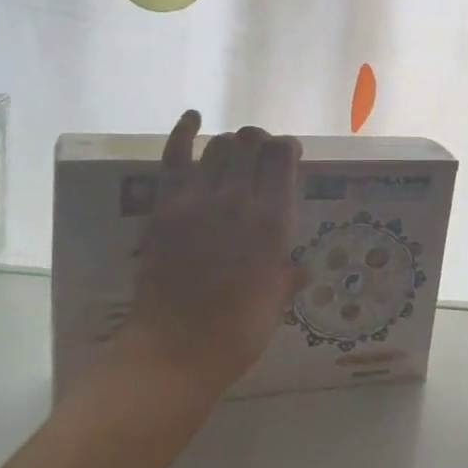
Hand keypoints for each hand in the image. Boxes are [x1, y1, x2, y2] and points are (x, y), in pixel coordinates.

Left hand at [118, 112, 306, 399]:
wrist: (174, 350)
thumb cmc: (236, 334)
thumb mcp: (275, 305)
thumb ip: (287, 278)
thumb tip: (302, 268)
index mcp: (274, 221)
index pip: (283, 157)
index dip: (288, 148)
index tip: (289, 155)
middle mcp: (239, 200)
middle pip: (252, 141)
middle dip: (261, 141)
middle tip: (261, 156)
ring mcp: (198, 199)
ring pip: (220, 144)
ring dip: (232, 143)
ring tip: (235, 154)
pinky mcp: (166, 206)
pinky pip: (174, 156)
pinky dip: (183, 131)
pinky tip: (193, 117)